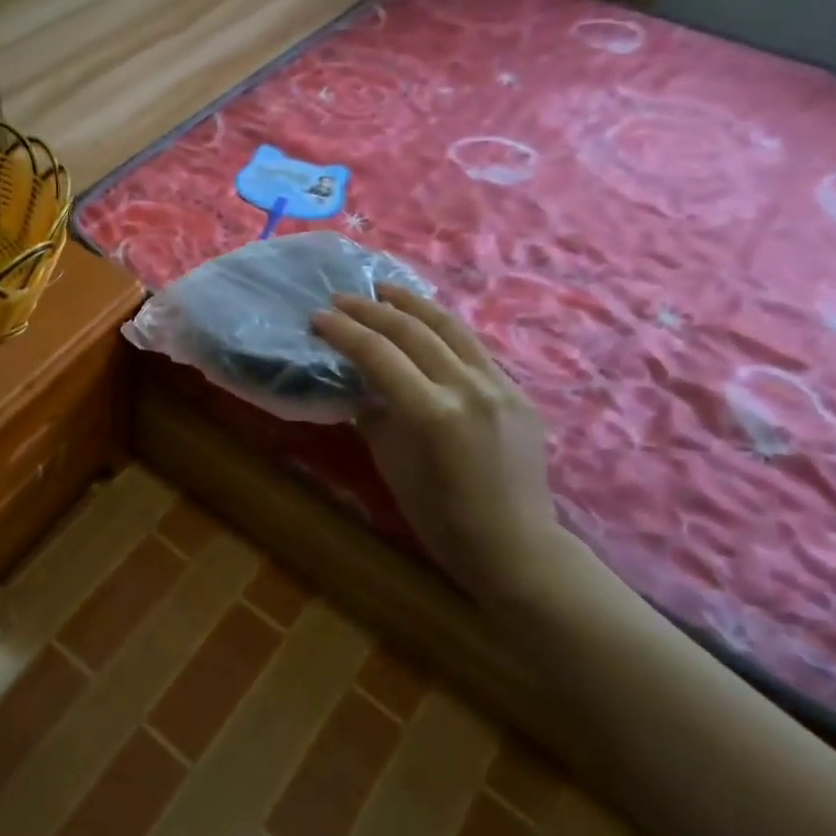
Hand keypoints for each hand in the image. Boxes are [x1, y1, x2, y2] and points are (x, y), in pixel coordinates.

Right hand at [311, 286, 578, 606]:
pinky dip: (442, 329)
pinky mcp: (517, 391)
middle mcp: (469, 388)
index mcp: (433, 413)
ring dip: (412, 304)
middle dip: (372, 309)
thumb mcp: (391, 463)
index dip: (344, 332)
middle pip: (414, 331)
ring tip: (384, 289)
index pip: (379, 354)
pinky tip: (424, 323)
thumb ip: (374, 414)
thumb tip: (359, 384)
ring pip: (451, 327)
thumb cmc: (440, 516)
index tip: (318, 317)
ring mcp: (500, 386)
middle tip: (341, 298)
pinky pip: (473, 348)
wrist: (514, 545)